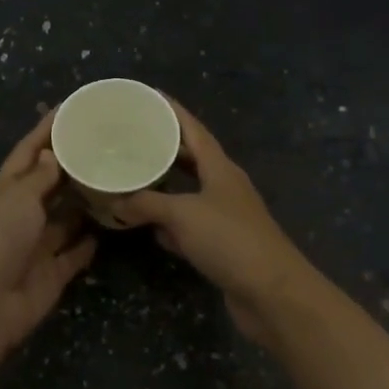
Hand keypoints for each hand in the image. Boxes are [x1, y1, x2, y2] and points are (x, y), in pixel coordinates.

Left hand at [0, 110, 96, 350]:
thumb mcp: (18, 196)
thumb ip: (40, 176)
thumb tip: (51, 153)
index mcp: (6, 189)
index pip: (28, 152)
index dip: (47, 130)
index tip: (71, 108)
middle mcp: (20, 214)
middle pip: (49, 184)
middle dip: (72, 166)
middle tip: (108, 145)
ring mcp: (36, 245)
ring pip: (65, 219)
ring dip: (85, 203)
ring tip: (118, 180)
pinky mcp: (51, 274)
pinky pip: (74, 254)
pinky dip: (89, 243)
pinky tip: (112, 226)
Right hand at [110, 100, 311, 340]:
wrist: (272, 293)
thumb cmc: (230, 240)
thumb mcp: (184, 215)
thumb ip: (149, 204)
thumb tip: (116, 201)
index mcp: (220, 168)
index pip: (193, 129)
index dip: (172, 110)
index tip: (148, 95)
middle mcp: (224, 186)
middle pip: (191, 158)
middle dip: (164, 147)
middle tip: (131, 137)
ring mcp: (225, 217)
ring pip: (188, 193)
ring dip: (164, 186)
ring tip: (132, 176)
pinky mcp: (222, 246)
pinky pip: (189, 225)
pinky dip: (169, 223)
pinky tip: (148, 226)